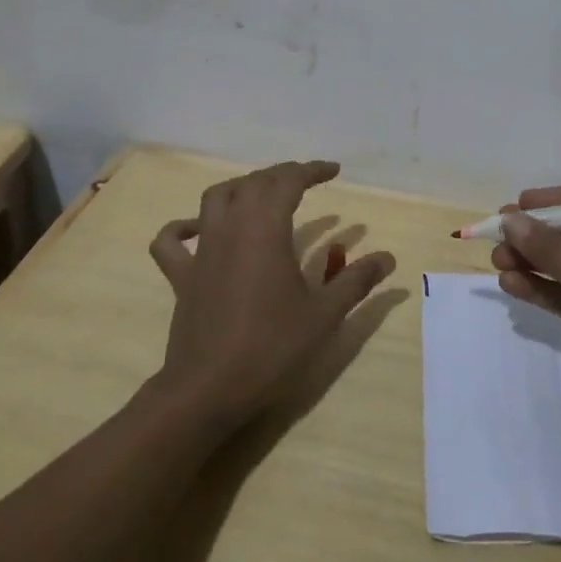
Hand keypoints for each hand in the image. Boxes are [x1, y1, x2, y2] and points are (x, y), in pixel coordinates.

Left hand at [148, 161, 394, 429]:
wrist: (207, 390)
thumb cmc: (271, 348)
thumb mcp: (324, 315)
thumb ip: (356, 281)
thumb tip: (388, 258)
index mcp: (265, 228)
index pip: (289, 181)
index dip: (312, 170)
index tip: (334, 171)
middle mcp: (231, 227)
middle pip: (255, 183)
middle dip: (282, 175)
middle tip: (307, 181)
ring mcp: (202, 250)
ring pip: (216, 198)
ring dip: (241, 188)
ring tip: (262, 195)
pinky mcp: (182, 276)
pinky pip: (172, 241)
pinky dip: (183, 227)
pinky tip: (197, 229)